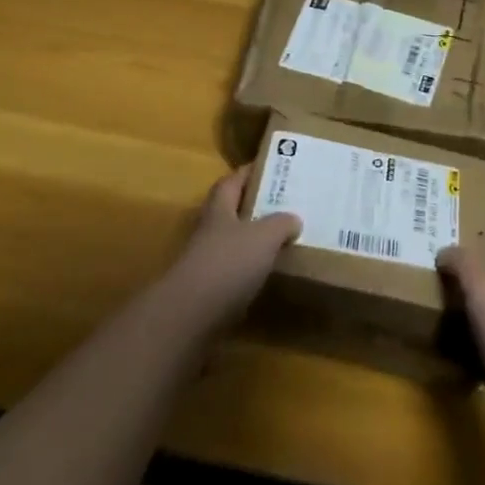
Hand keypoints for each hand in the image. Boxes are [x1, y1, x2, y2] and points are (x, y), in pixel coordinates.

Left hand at [166, 166, 301, 333]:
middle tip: (285, 205)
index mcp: (220, 209)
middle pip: (232, 211)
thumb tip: (294, 219)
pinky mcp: (208, 292)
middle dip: (255, 207)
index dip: (249, 172)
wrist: (190, 317)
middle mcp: (210, 231)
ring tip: (283, 240)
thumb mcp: (264, 236)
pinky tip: (270, 276)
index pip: (232, 181)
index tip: (272, 167)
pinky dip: (251, 271)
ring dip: (254, 241)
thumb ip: (281, 223)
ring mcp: (206, 262)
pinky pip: (235, 273)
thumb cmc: (228, 264)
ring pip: (234, 243)